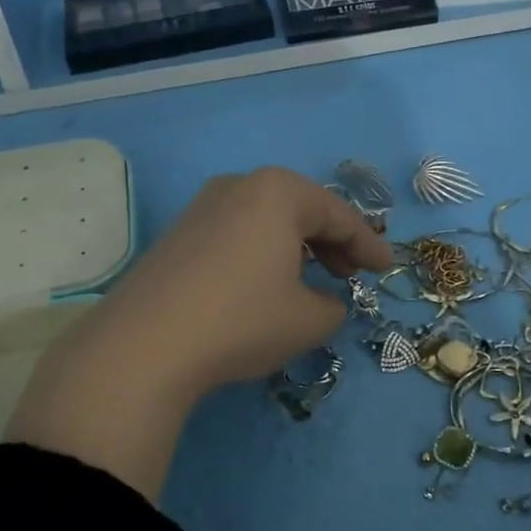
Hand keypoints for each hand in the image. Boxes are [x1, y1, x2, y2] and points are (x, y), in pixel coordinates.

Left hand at [7, 169, 393, 500]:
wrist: (145, 344)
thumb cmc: (242, 320)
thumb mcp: (307, 320)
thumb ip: (333, 306)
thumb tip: (325, 302)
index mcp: (277, 192)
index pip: (338, 215)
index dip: (368, 244)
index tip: (386, 269)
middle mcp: (237, 186)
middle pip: (300, 210)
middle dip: (331, 243)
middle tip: (351, 275)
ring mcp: (200, 208)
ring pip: (265, 221)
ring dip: (294, 248)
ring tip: (310, 281)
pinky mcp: (176, 235)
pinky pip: (235, 235)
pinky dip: (260, 254)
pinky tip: (263, 286)